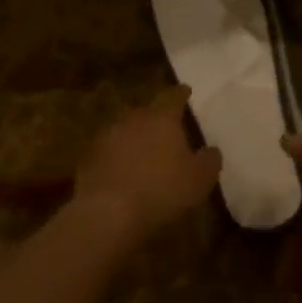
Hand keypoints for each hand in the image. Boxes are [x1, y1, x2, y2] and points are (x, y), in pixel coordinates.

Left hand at [75, 86, 222, 243]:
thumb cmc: (162, 190)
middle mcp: (133, 119)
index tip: (186, 90)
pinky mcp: (89, 158)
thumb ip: (209, 161)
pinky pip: (109, 153)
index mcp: (162, 118)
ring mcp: (108, 137)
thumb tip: (212, 150)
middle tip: (166, 129)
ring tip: (144, 154)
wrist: (108, 212)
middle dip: (156, 119)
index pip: (174, 97)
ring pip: (126, 131)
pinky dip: (117, 159)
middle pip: (147, 112)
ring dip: (135, 139)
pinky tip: (123, 174)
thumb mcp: (199, 180)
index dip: (181, 94)